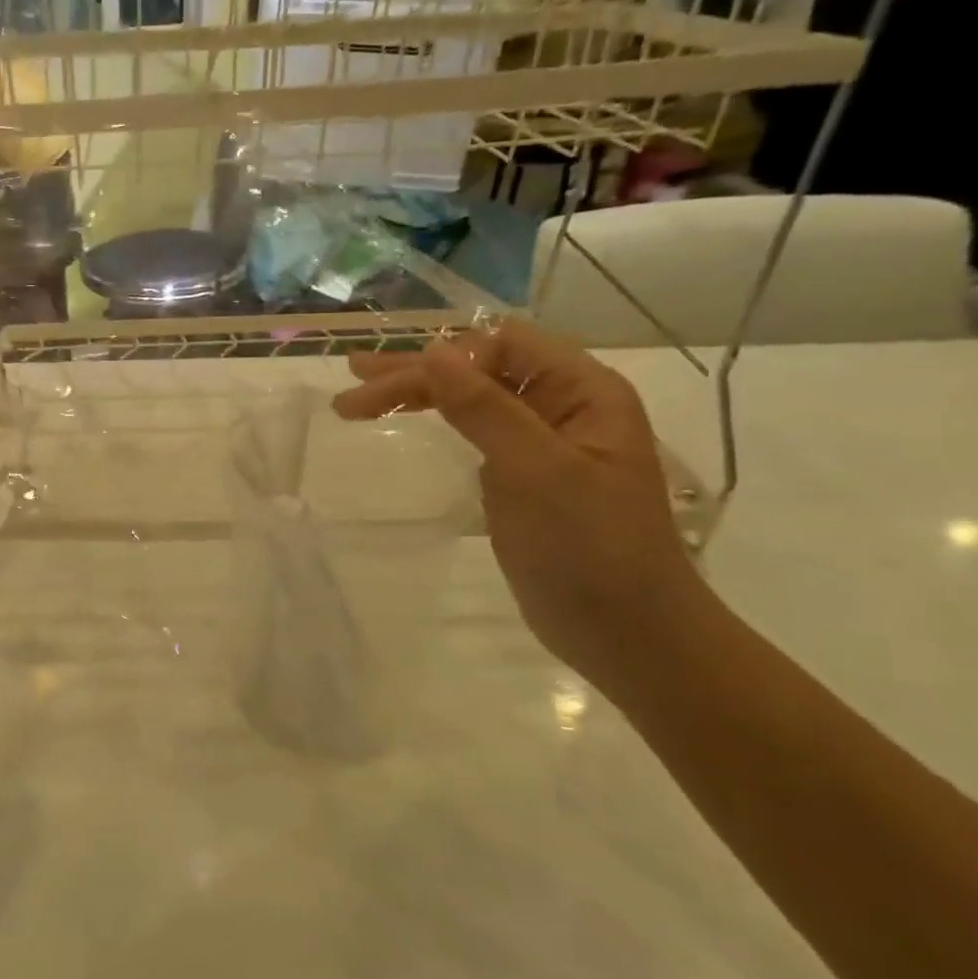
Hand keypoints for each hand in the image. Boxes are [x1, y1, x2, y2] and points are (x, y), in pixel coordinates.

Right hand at [334, 319, 705, 685]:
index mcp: (582, 391)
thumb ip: (484, 408)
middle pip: (478, 368)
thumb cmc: (589, 548)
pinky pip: (472, 430)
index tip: (386, 387)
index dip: (442, 357)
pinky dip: (434, 421)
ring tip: (356, 403)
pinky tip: (405, 423)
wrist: (626, 632)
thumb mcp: (536, 471)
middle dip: (413, 373)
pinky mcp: (522, 474)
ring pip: (469, 398)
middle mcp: (562, 405)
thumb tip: (432, 351)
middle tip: (351, 384)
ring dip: (415, 394)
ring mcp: (540, 440)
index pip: (501, 346)